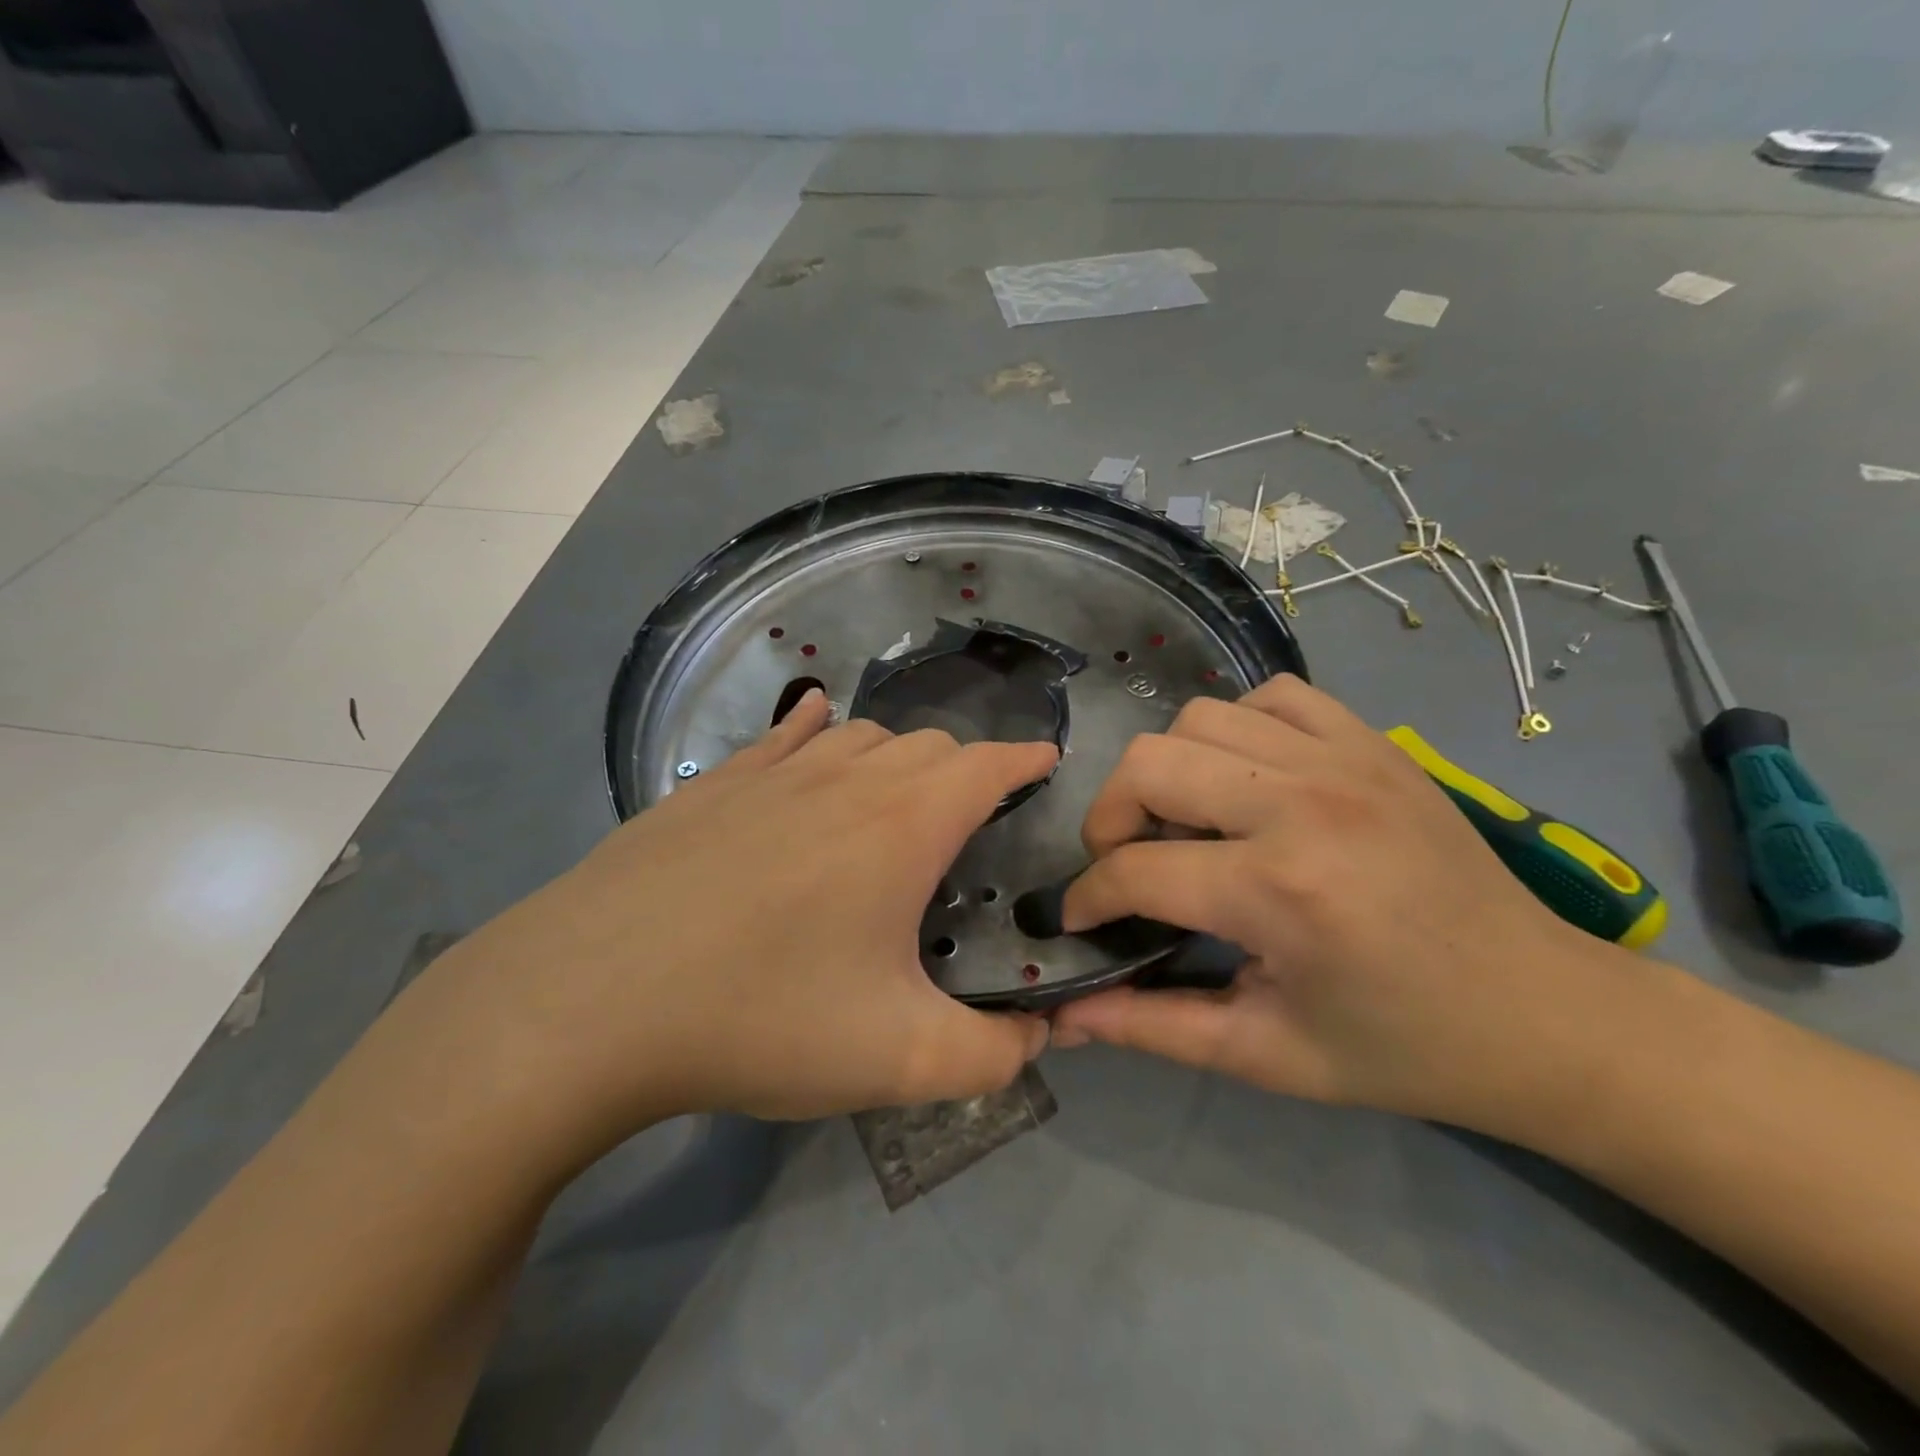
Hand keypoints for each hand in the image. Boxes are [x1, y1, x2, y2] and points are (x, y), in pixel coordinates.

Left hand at [415, 691, 1056, 1149]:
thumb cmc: (761, 1018)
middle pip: (928, 744)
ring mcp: (772, 774)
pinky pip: (783, 736)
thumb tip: (1041, 1036)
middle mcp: (845, 779)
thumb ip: (993, 1056)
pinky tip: (814, 727)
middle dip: (965, 770)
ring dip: (896, 755)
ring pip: (860, 736)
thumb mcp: (898, 1060)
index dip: (1025, 760)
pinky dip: (816, 729)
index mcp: (902, 825)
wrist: (589, 1002)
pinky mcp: (712, 786)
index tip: (1046, 763)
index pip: (987, 765)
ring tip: (898, 796)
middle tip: (969, 821)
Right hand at [1050, 676, 1626, 1129]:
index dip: (1087, 898)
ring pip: (1198, 719)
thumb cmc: (1401, 1047)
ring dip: (1169, 770)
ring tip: (1188, 822)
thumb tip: (1063, 1015)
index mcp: (1278, 892)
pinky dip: (1236, 729)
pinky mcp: (1372, 742)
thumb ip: (1153, 1027)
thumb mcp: (1267, 1055)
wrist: (1543, 1011)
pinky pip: (1270, 697)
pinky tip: (1247, 780)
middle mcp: (1302, 804)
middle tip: (1127, 863)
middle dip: (1110, 818)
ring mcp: (1342, 759)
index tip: (1081, 920)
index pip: (1134, 871)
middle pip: (1148, 765)